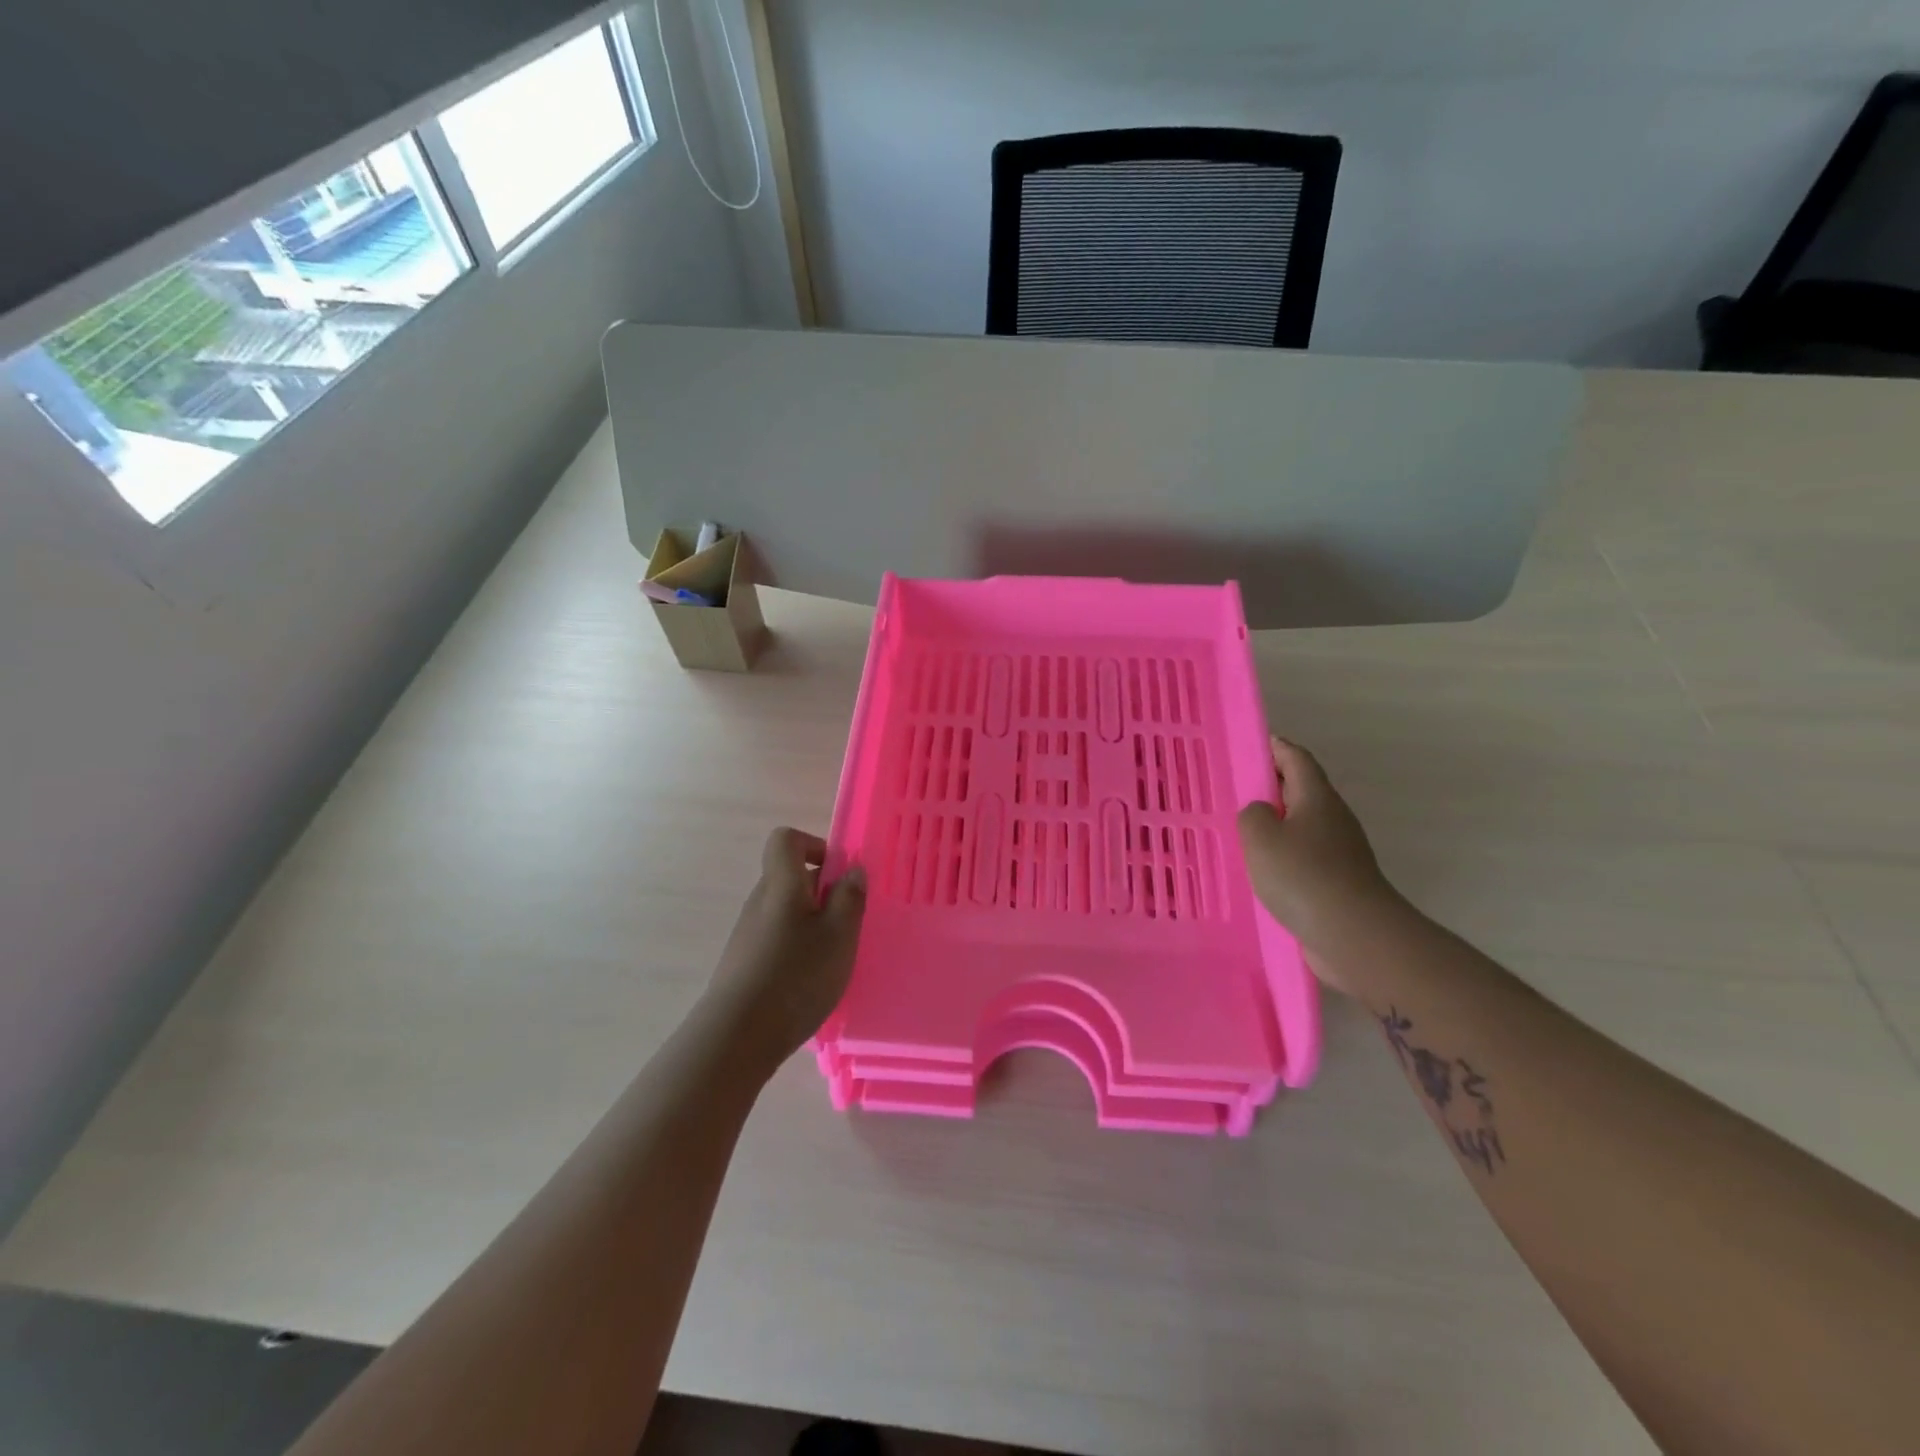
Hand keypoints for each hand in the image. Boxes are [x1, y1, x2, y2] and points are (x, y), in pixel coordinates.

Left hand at [701, 828, 866, 1074]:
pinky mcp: (742, 963)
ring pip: (785, 912)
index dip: (813, 845)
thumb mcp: (839, 935)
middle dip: (821, 893)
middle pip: (789, 878)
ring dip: (811, 924)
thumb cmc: (796, 976)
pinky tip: (808, 982)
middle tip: (847, 924)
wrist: (736, 1037)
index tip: (837, 873)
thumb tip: (851, 868)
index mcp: (781, 885)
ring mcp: (747, 933)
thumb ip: (849, 897)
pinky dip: (796, 949)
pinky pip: (775, 939)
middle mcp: (759, 901)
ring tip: (831, 959)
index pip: (786, 840)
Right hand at [1237, 737, 1398, 992]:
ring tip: (1240, 833)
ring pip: (1301, 826)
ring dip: (1275, 825)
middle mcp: (1332, 818)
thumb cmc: (1304, 876)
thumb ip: (1252, 814)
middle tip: (1234, 791)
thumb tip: (1261, 815)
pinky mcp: (1338, 882)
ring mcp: (1339, 852)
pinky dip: (1282, 857)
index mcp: (1316, 797)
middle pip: (1300, 790)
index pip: (1296, 758)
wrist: (1355, 935)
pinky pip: (1304, 858)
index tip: (1250, 745)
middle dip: (1270, 787)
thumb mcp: (1260, 835)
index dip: (1274, 747)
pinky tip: (1260, 872)